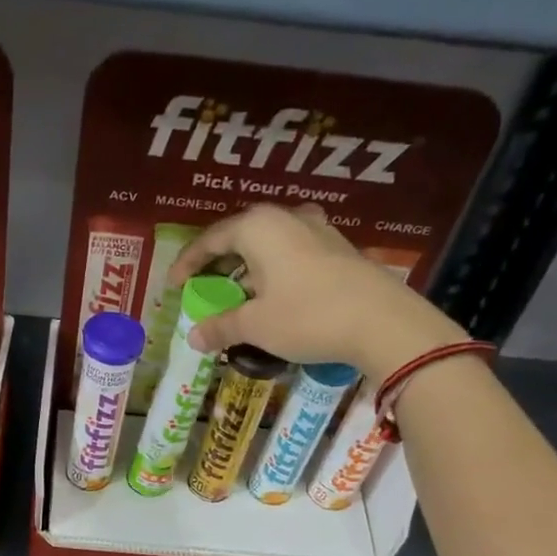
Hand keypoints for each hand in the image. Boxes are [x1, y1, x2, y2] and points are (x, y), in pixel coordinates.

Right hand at [167, 205, 466, 377]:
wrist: (382, 322)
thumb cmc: (307, 315)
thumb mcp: (256, 325)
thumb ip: (222, 327)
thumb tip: (194, 337)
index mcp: (259, 227)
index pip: (211, 239)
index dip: (189, 263)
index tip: (174, 284)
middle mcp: (287, 218)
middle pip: (241, 238)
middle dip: (219, 265)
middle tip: (203, 288)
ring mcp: (318, 230)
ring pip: (269, 246)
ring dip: (248, 270)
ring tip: (237, 295)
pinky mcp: (338, 249)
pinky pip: (291, 255)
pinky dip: (273, 274)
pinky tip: (273, 297)